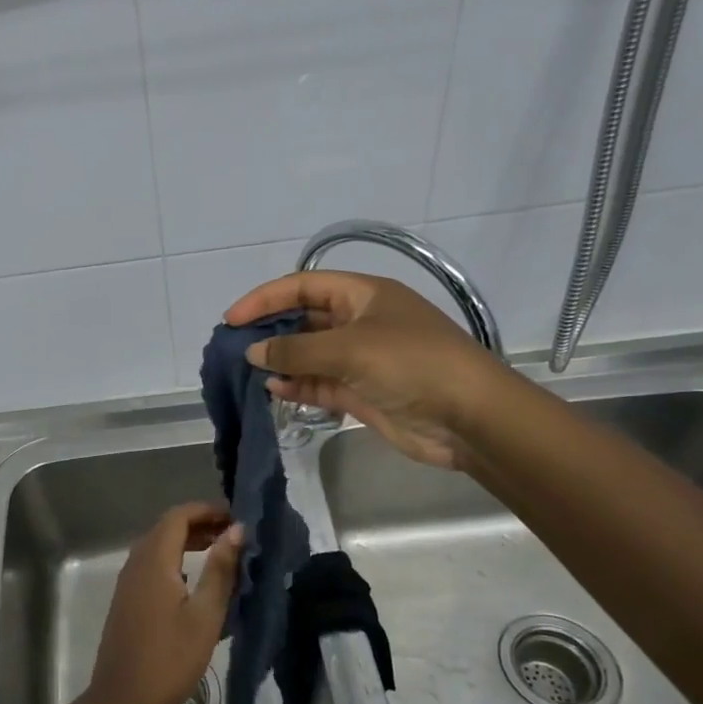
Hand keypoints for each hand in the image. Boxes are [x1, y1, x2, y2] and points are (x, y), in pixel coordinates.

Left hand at [84, 503, 243, 703]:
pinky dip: (175, 560)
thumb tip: (236, 530)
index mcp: (154, 560)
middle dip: (200, 524)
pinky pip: (152, 565)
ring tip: (221, 553)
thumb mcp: (205, 614)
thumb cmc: (170, 658)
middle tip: (234, 535)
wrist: (124, 701)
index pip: (179, 516)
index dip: (207, 510)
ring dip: (188, 542)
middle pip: (167, 528)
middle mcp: (136, 563)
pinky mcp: (127, 600)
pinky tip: (196, 580)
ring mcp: (128, 582)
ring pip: (158, 546)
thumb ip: (220, 569)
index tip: (236, 516)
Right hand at [225, 271, 507, 468]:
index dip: (265, 298)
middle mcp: (360, 321)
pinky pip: (320, 383)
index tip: (231, 319)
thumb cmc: (412, 365)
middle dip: (270, 330)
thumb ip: (296, 351)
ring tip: (247, 371)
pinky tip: (273, 390)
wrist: (470, 418)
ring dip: (281, 361)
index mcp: (363, 294)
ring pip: (309, 354)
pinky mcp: (362, 391)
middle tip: (234, 347)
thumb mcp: (350, 349)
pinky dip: (297, 385)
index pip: (303, 286)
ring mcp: (361, 358)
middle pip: (304, 318)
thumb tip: (252, 352)